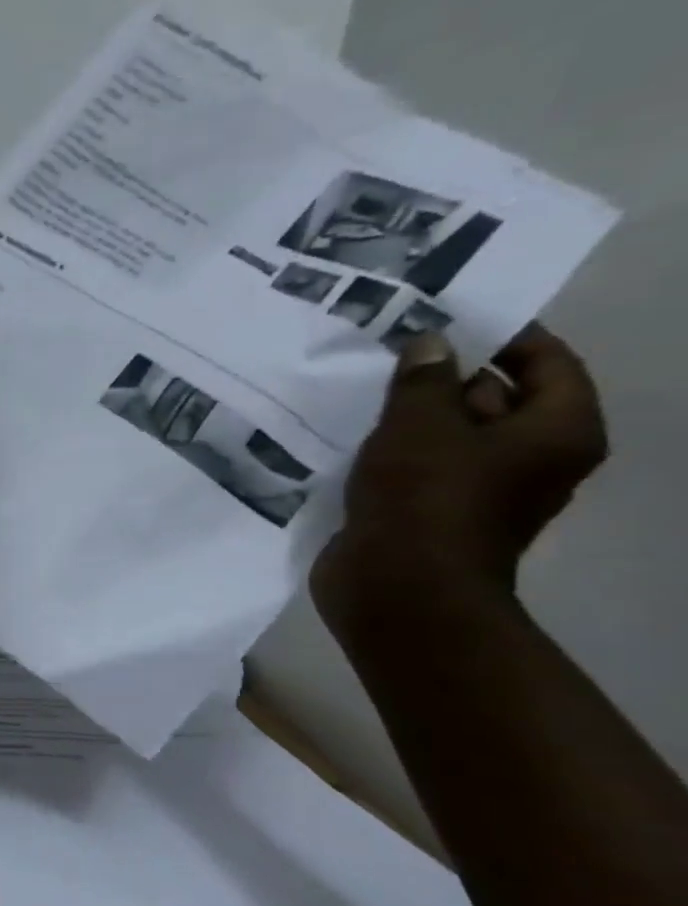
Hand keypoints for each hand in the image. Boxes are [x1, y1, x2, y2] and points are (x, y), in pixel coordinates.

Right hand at [313, 325, 606, 625]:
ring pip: (449, 437)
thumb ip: (424, 380)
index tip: (446, 319)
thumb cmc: (424, 498)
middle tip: (391, 352)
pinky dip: (391, 452)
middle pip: (496, 399)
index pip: (546, 362)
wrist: (395, 586)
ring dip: (410, 417)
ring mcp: (478, 491)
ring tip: (360, 391)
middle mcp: (531, 460)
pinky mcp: (431, 513)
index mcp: (556, 431)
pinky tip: (348, 438)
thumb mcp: (420, 425)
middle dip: (445, 377)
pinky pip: (417, 468)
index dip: (502, 336)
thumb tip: (431, 344)